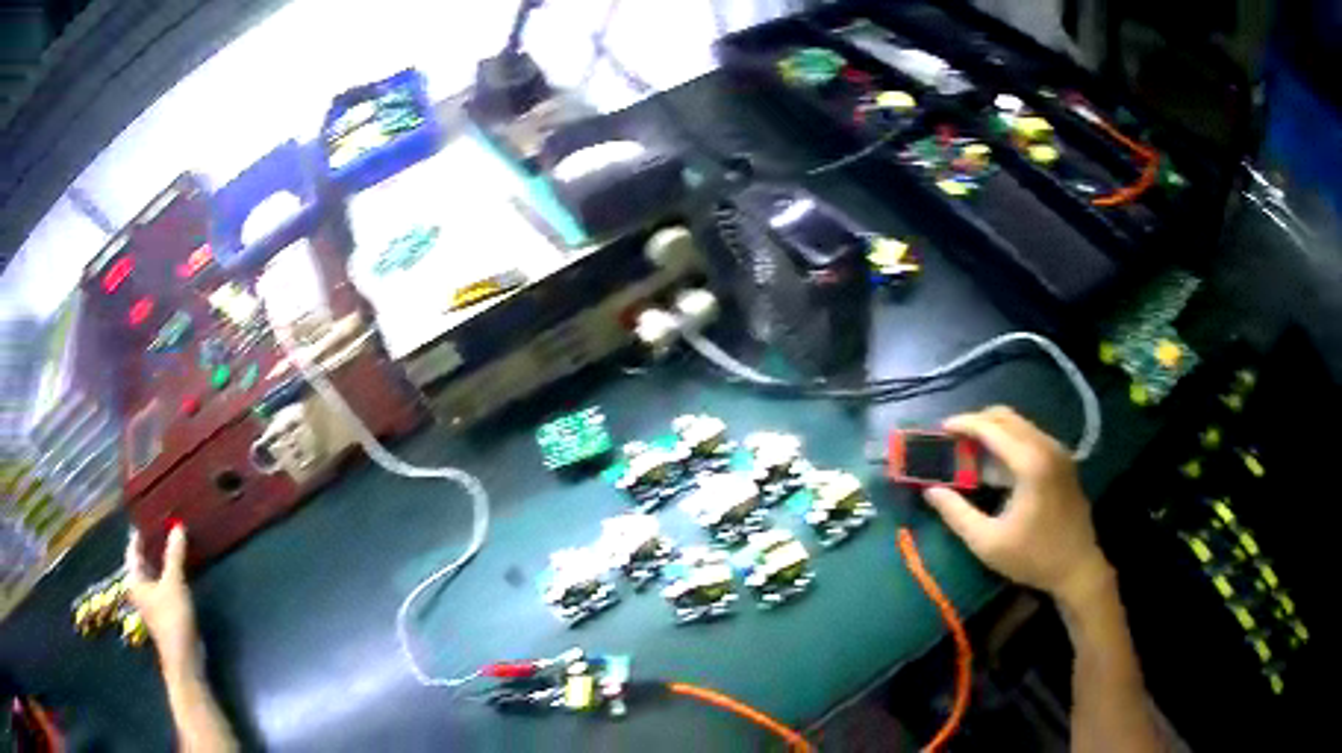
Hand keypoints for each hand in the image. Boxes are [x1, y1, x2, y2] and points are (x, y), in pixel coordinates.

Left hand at [126, 525, 198, 667]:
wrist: (184, 660)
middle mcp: (139, 588)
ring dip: (161, 559)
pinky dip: (169, 573)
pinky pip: (163, 584)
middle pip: (143, 561)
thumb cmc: (172, 619)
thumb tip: (178, 526)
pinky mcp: (165, 612)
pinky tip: (179, 568)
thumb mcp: (173, 583)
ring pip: (154, 573)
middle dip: (152, 545)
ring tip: (172, 542)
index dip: (139, 533)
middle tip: (163, 524)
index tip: (148, 515)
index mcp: (134, 579)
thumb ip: (175, 555)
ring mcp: (152, 602)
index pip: (133, 549)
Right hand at [923, 407, 1110, 603]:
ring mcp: (1058, 452)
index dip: (963, 424)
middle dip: (977, 422)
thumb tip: (930, 491)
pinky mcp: (1063, 461)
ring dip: (993, 431)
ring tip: (969, 451)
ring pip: (1020, 425)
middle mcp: (1047, 447)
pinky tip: (996, 464)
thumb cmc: (1033, 557)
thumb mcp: (987, 542)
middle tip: (952, 439)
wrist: (1078, 568)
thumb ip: (956, 513)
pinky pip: (1031, 438)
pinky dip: (1009, 441)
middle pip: (1007, 417)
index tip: (939, 429)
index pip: (991, 428)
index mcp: (1030, 462)